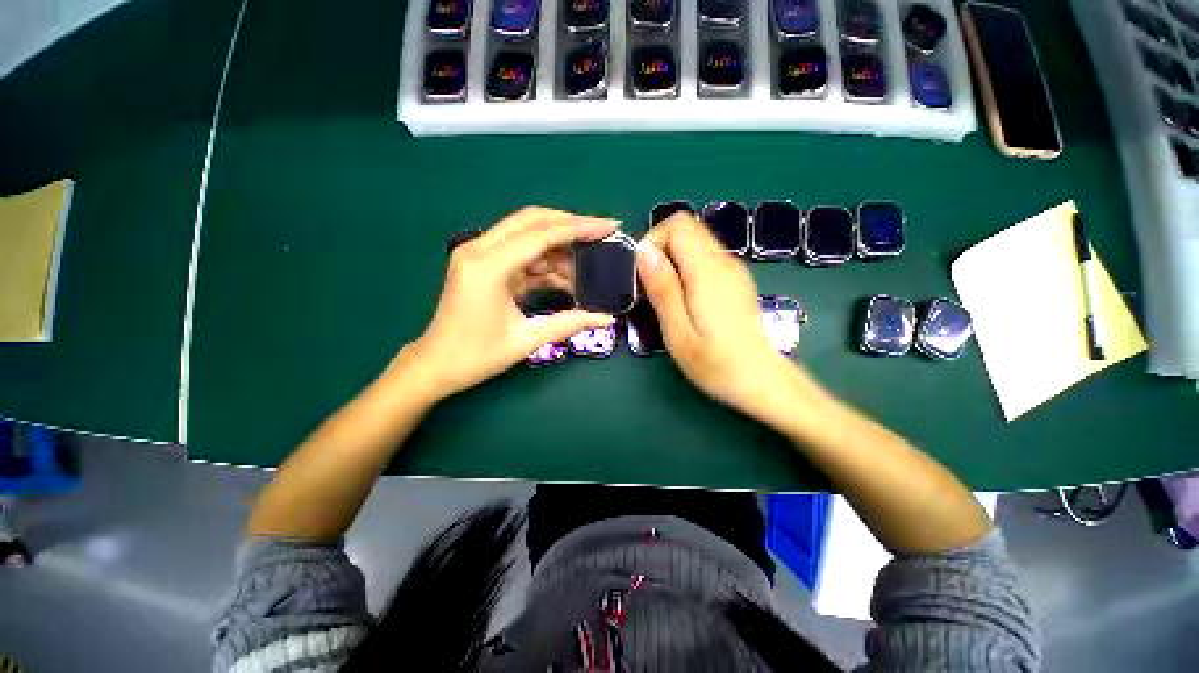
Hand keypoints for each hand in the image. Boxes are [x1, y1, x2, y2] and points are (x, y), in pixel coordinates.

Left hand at [408, 207, 617, 398]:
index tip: (609, 226)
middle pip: (532, 221)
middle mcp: (480, 249)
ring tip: (587, 267)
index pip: (541, 234)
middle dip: (569, 225)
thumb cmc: (476, 356)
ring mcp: (479, 255)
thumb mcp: (527, 339)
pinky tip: (565, 278)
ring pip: (526, 235)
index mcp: (488, 266)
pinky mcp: (483, 266)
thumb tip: (606, 318)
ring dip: (558, 248)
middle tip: (601, 234)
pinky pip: (520, 254)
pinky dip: (544, 263)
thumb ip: (569, 323)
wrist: (436, 366)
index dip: (579, 228)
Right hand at [636, 213, 800, 419]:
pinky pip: (704, 257)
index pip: (678, 225)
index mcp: (708, 272)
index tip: (643, 275)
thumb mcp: (679, 333)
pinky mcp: (734, 280)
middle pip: (687, 227)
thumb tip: (643, 251)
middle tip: (651, 287)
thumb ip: (662, 289)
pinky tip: (683, 300)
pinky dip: (685, 268)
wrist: (763, 381)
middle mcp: (724, 261)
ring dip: (672, 260)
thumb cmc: (717, 364)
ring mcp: (733, 269)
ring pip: (695, 241)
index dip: (653, 241)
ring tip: (665, 296)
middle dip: (660, 249)